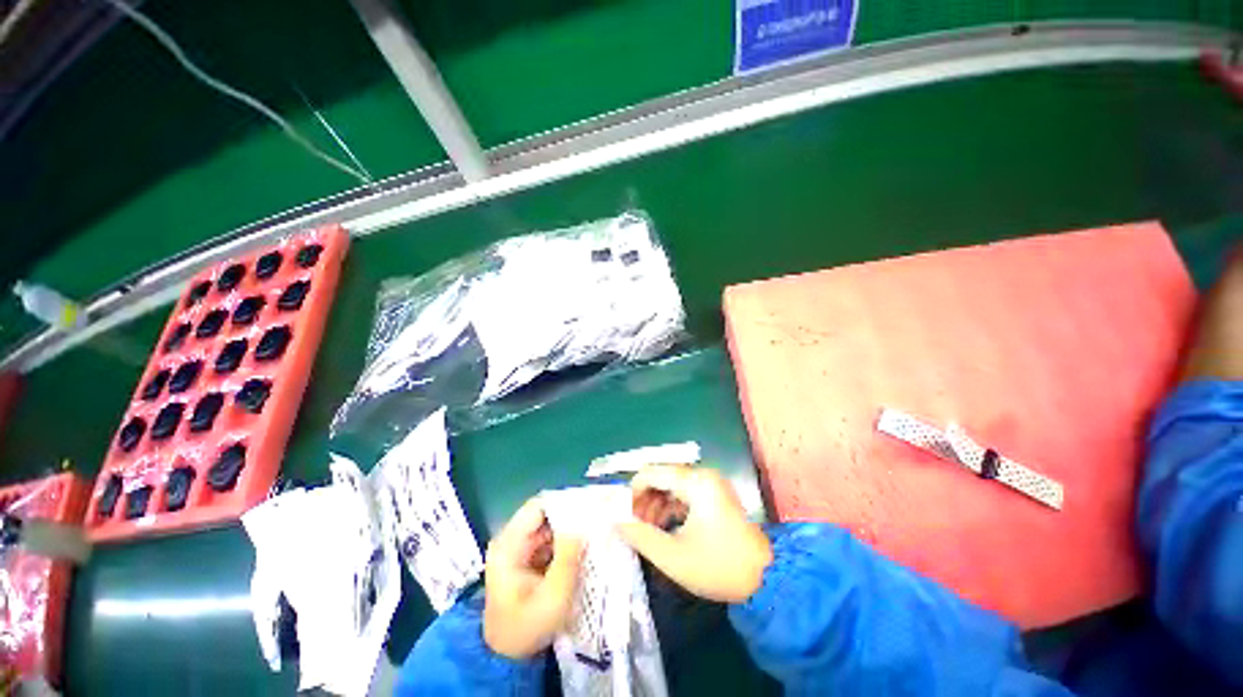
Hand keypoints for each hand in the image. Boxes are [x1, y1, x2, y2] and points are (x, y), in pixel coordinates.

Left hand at [483, 496, 583, 659]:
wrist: (507, 658)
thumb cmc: (527, 627)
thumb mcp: (552, 596)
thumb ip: (568, 556)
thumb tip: (583, 520)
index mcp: (509, 545)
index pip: (538, 507)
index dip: (563, 502)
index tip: (589, 504)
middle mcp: (512, 540)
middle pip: (545, 514)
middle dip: (571, 515)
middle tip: (598, 516)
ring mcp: (519, 548)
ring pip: (549, 526)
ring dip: (571, 528)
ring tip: (596, 528)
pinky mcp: (528, 558)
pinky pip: (550, 539)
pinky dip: (567, 540)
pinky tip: (585, 544)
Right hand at [617, 465, 772, 602]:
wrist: (766, 580)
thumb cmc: (718, 566)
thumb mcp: (673, 556)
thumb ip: (640, 535)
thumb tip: (615, 521)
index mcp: (695, 482)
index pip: (651, 473)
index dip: (632, 491)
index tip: (621, 514)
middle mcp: (703, 475)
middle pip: (661, 477)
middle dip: (643, 499)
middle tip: (632, 524)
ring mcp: (711, 484)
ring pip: (671, 485)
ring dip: (655, 504)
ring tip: (645, 530)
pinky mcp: (715, 495)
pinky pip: (684, 493)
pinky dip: (670, 507)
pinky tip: (663, 528)